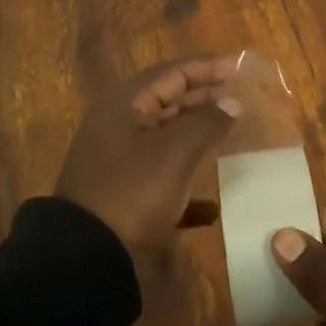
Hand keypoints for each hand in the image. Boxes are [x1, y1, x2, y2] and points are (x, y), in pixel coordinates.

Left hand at [55, 56, 241, 247]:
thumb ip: (207, 121)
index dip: (206, 68)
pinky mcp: (123, 196)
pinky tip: (212, 206)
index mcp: (125, 105)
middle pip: (167, 101)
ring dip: (197, 135)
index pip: (171, 73)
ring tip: (230, 135)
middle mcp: (119, 127)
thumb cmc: (133, 190)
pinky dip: (186, 185)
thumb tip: (232, 102)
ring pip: (165, 138)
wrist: (86, 257)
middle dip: (204, 98)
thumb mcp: (175, 151)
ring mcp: (118, 162)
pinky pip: (161, 179)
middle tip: (239, 99)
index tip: (239, 68)